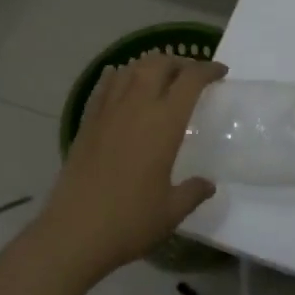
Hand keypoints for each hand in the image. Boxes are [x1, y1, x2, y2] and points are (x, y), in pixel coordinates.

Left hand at [37, 53, 225, 280]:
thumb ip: (193, 192)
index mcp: (164, 122)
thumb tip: (208, 184)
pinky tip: (121, 79)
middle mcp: (137, 106)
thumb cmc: (129, 221)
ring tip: (160, 76)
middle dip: (180, 62)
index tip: (221, 73)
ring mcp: (108, 111)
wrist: (73, 233)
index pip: (191, 79)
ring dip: (150, 65)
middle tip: (191, 75)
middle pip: (160, 63)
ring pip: (131, 69)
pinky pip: (105, 86)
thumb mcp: (171, 211)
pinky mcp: (87, 122)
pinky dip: (118, 76)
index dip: (208, 69)